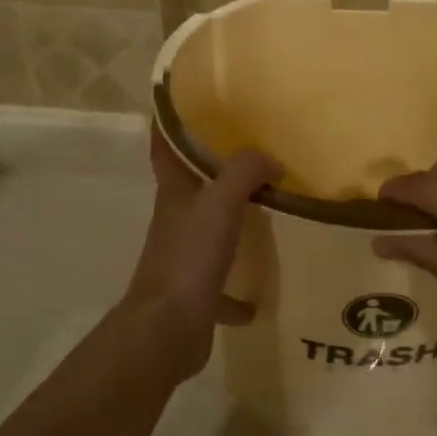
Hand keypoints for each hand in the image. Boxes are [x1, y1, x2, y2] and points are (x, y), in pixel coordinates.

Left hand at [125, 129, 279, 379]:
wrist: (167, 329)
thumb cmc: (190, 256)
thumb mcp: (220, 202)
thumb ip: (246, 171)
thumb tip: (272, 160)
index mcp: (174, 194)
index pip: (164, 148)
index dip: (167, 125)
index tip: (182, 105)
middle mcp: (175, 222)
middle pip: (192, 189)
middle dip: (214, 173)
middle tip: (250, 157)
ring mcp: (184, 259)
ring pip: (208, 234)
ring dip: (230, 226)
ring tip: (265, 216)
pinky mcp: (195, 294)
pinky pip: (221, 287)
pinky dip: (237, 291)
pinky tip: (259, 295)